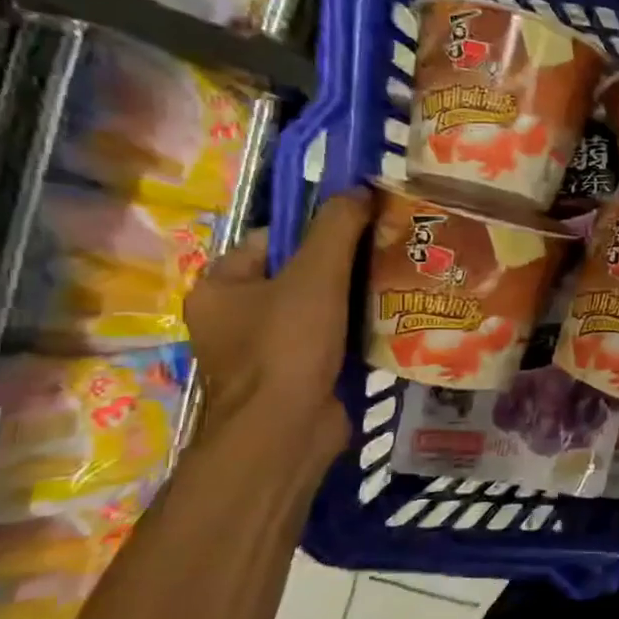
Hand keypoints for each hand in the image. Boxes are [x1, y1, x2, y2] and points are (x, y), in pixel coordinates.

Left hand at [184, 190, 372, 459]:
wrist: (285, 430)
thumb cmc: (287, 345)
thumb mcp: (315, 275)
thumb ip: (337, 228)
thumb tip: (360, 188)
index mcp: (220, 286)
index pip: (272, 240)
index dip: (317, 231)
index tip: (363, 231)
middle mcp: (234, 317)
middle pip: (298, 275)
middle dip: (344, 267)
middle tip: (389, 258)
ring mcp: (264, 351)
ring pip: (318, 310)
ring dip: (355, 302)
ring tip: (398, 288)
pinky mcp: (295, 377)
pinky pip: (329, 341)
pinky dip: (356, 333)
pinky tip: (389, 326)